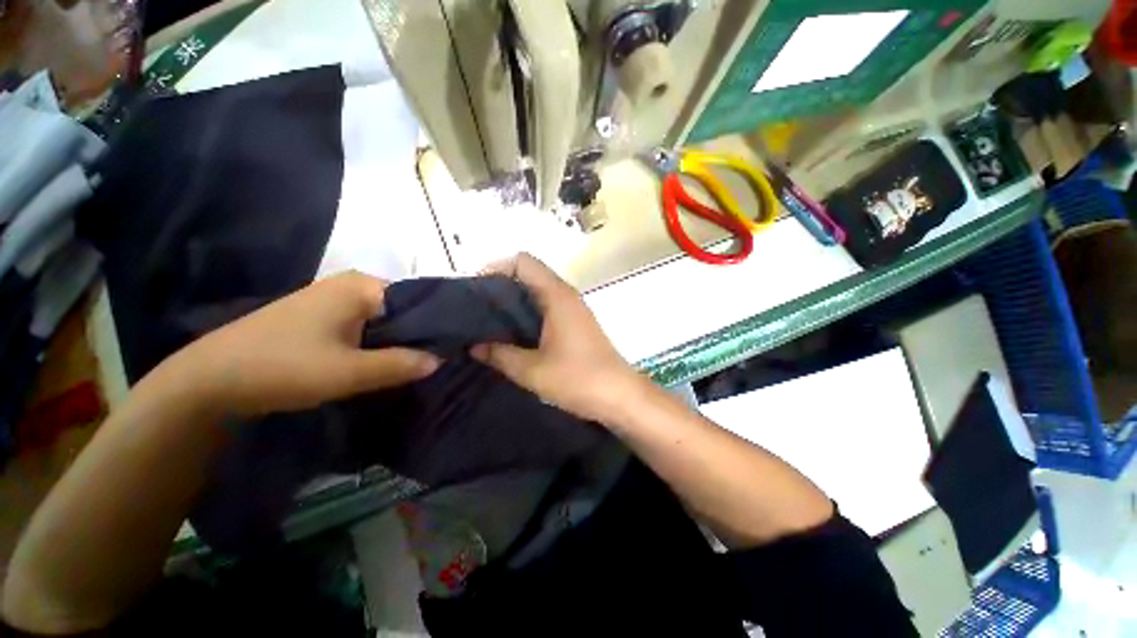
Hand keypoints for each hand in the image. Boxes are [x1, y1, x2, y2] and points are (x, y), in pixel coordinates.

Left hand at [168, 271, 439, 415]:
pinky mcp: (323, 319)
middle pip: (403, 310)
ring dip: (399, 343)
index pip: (419, 299)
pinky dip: (379, 345)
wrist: (209, 380)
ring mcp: (335, 302)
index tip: (453, 347)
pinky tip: (387, 364)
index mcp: (362, 286)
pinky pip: (366, 329)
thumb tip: (441, 360)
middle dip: (419, 336)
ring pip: (385, 322)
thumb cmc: (281, 366)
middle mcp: (352, 286)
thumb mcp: (347, 372)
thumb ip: (399, 364)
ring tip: (420, 364)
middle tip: (439, 360)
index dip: (437, 324)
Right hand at [471, 253, 643, 422]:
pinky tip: (512, 336)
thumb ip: (499, 355)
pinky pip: (546, 308)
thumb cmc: (578, 379)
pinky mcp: (575, 324)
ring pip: (537, 293)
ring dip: (513, 303)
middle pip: (529, 275)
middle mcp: (566, 295)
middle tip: (476, 310)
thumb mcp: (532, 370)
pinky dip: (527, 315)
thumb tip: (473, 346)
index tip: (476, 291)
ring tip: (488, 323)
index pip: (523, 262)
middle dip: (501, 287)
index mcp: (557, 296)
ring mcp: (573, 309)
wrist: (620, 396)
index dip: (497, 268)